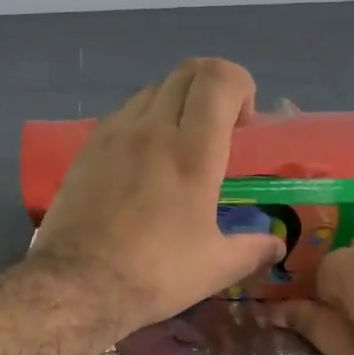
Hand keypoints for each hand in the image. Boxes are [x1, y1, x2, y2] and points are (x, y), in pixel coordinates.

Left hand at [30, 58, 284, 336]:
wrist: (76, 284)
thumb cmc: (155, 273)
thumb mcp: (216, 267)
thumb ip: (253, 249)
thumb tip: (277, 245)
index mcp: (193, 151)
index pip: (220, 79)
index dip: (241, 87)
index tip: (242, 126)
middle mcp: (154, 128)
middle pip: (189, 71)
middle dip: (214, 88)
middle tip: (219, 129)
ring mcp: (116, 132)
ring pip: (155, 87)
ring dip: (179, 101)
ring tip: (181, 144)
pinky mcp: (89, 145)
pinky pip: (126, 110)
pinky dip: (146, 117)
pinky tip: (145, 158)